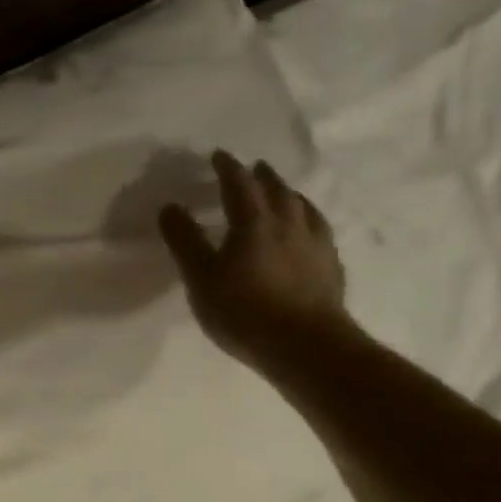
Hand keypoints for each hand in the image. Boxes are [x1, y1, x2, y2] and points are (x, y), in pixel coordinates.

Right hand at [158, 151, 354, 372]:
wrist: (304, 345)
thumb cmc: (243, 310)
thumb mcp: (200, 277)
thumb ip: (185, 241)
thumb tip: (170, 206)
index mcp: (254, 224)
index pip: (240, 186)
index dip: (228, 168)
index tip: (219, 155)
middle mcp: (288, 225)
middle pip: (278, 191)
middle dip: (263, 176)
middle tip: (255, 167)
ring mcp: (315, 245)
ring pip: (303, 208)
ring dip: (290, 194)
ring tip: (284, 191)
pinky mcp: (330, 267)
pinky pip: (319, 230)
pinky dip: (309, 219)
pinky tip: (308, 230)